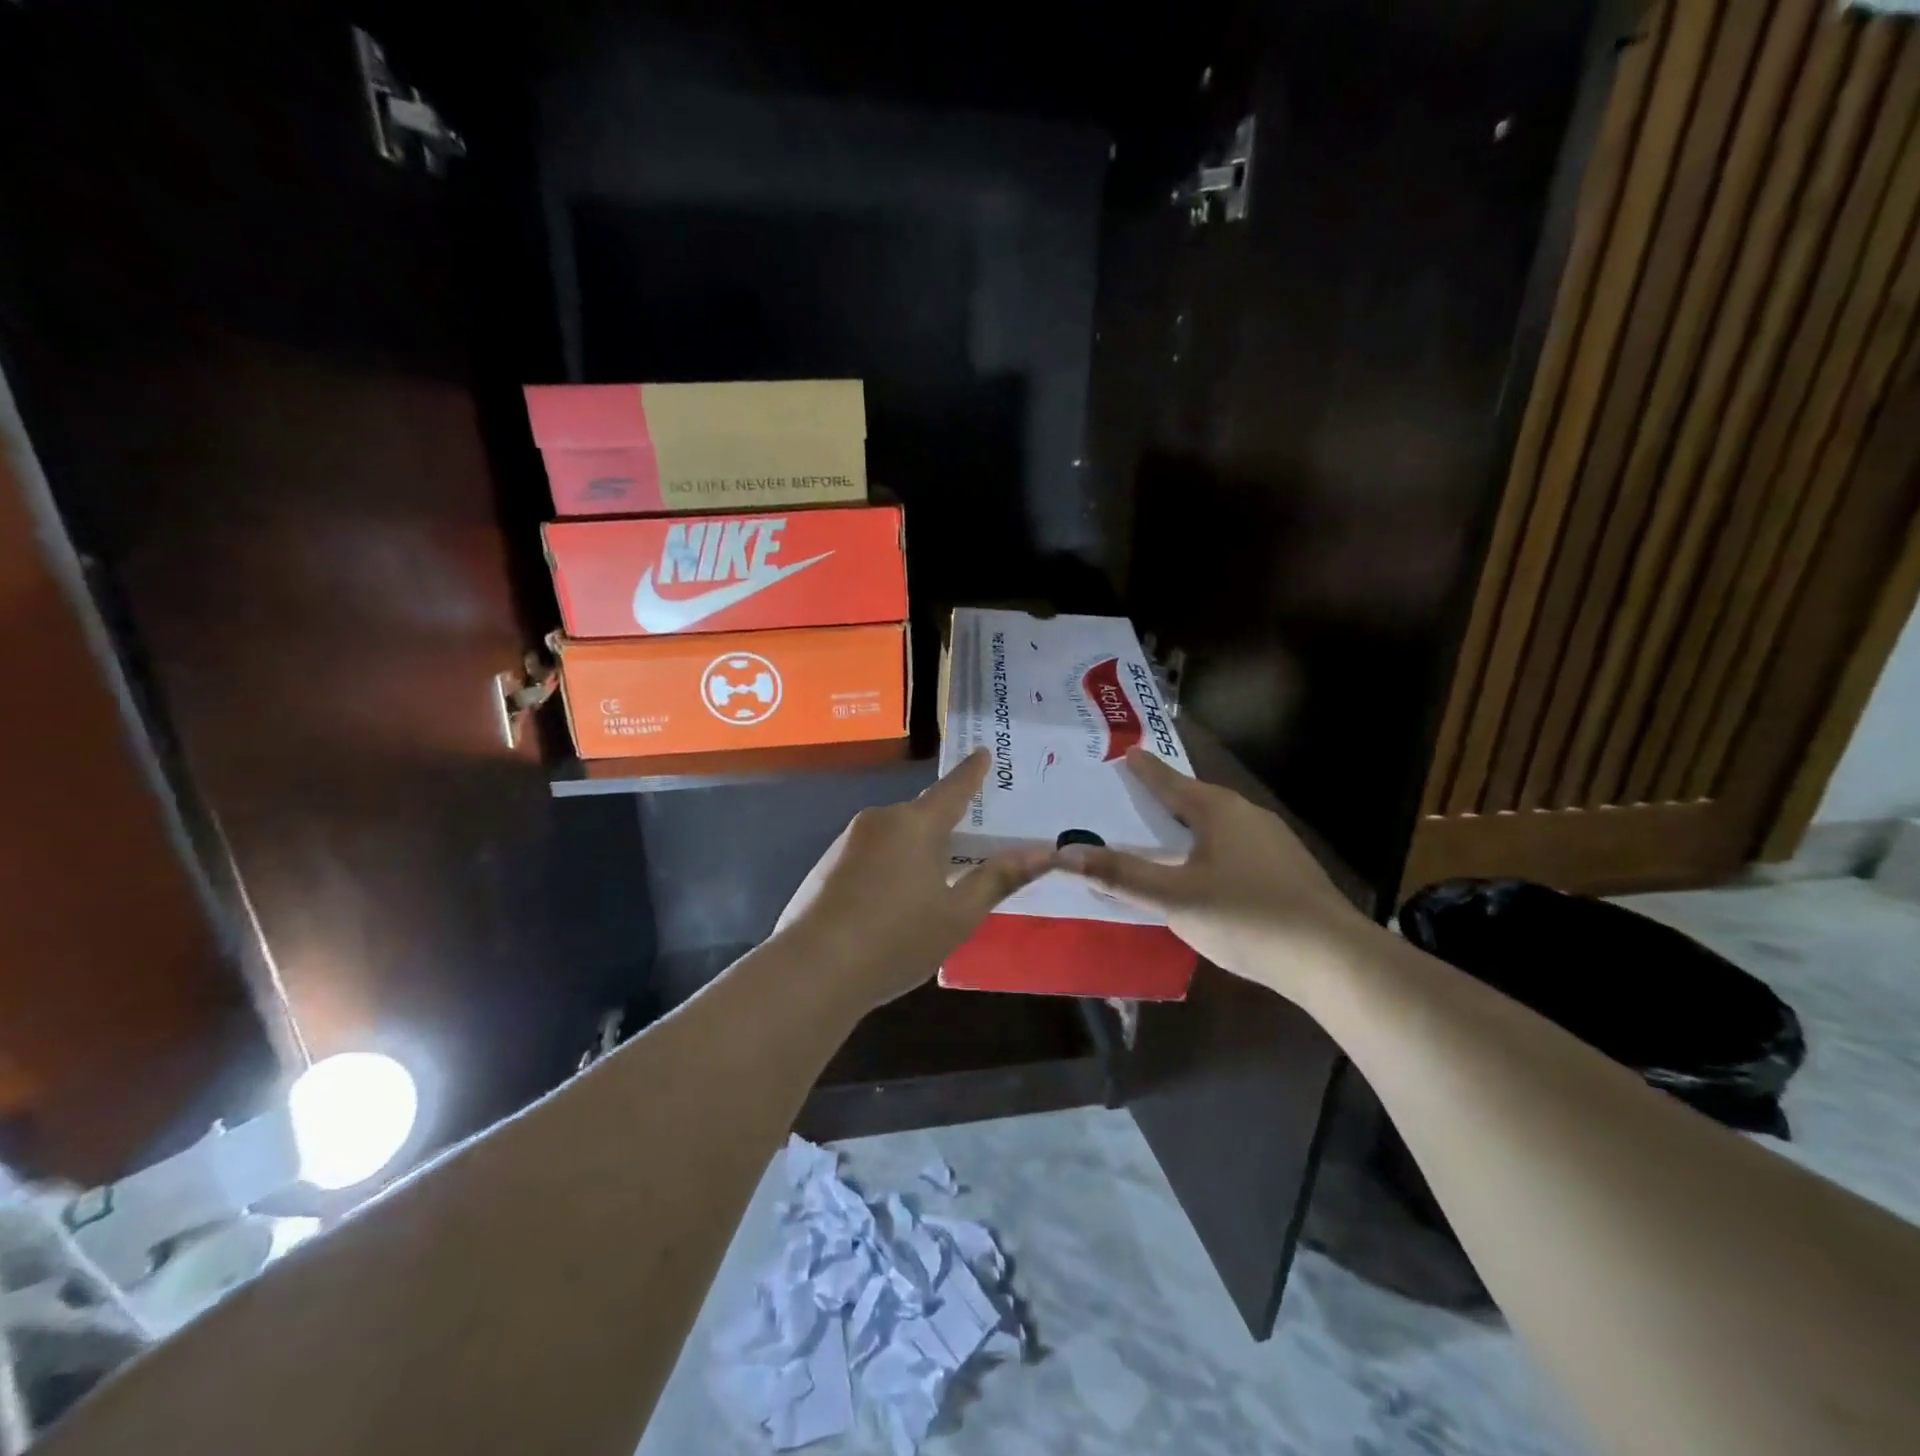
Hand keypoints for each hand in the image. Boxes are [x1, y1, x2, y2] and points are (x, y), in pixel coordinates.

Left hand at [773, 750, 1052, 1012]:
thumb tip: (1044, 851)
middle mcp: (880, 820)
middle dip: (945, 826)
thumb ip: (998, 878)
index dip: (972, 772)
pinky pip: (871, 855)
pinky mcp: (826, 865)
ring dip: (915, 851)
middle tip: (969, 843)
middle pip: (922, 815)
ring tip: (932, 885)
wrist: (814, 970)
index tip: (982, 752)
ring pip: (895, 837)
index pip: (953, 789)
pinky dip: (889, 867)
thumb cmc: (897, 940)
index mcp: (915, 824)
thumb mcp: (958, 915)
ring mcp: (847, 841)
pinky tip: (892, 903)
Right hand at [1055, 747, 1379, 997]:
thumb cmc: (1246, 917)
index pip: (1171, 782)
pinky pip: (1236, 847)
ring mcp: (1274, 843)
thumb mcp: (1174, 898)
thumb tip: (1066, 853)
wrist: (1334, 959)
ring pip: (1219, 825)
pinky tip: (1205, 873)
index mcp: (1219, 811)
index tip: (1127, 753)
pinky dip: (1210, 849)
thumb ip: (1121, 876)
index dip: (1145, 770)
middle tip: (1134, 797)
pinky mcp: (1288, 871)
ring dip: (1189, 826)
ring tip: (1163, 835)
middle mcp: (1248, 816)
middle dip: (1165, 797)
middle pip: (1196, 799)